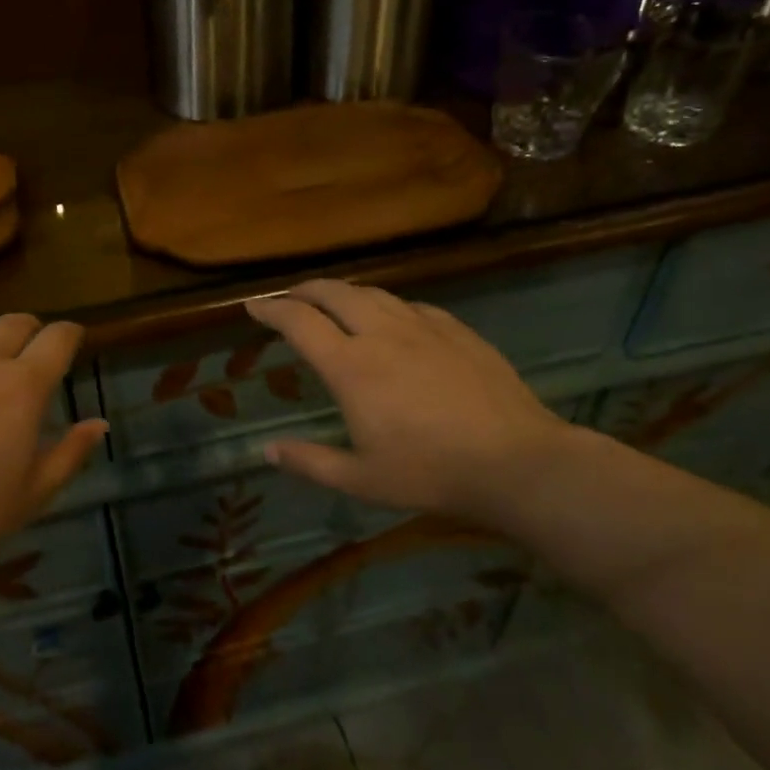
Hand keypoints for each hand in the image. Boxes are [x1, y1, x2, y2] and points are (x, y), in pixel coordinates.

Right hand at [243, 280, 582, 527]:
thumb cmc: (431, 473)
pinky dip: (386, 305)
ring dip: (344, 292)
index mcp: (351, 366)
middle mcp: (382, 334)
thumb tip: (266, 450)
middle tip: (288, 298)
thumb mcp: (361, 479)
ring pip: (373, 293)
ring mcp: (423, 327)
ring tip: (333, 302)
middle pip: (334, 293)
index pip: (299, 322)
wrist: (517, 461)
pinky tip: (392, 319)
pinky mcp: (456, 330)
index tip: (252, 306)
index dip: (271, 310)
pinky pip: (410, 305)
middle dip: (304, 289)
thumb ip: (310, 462)